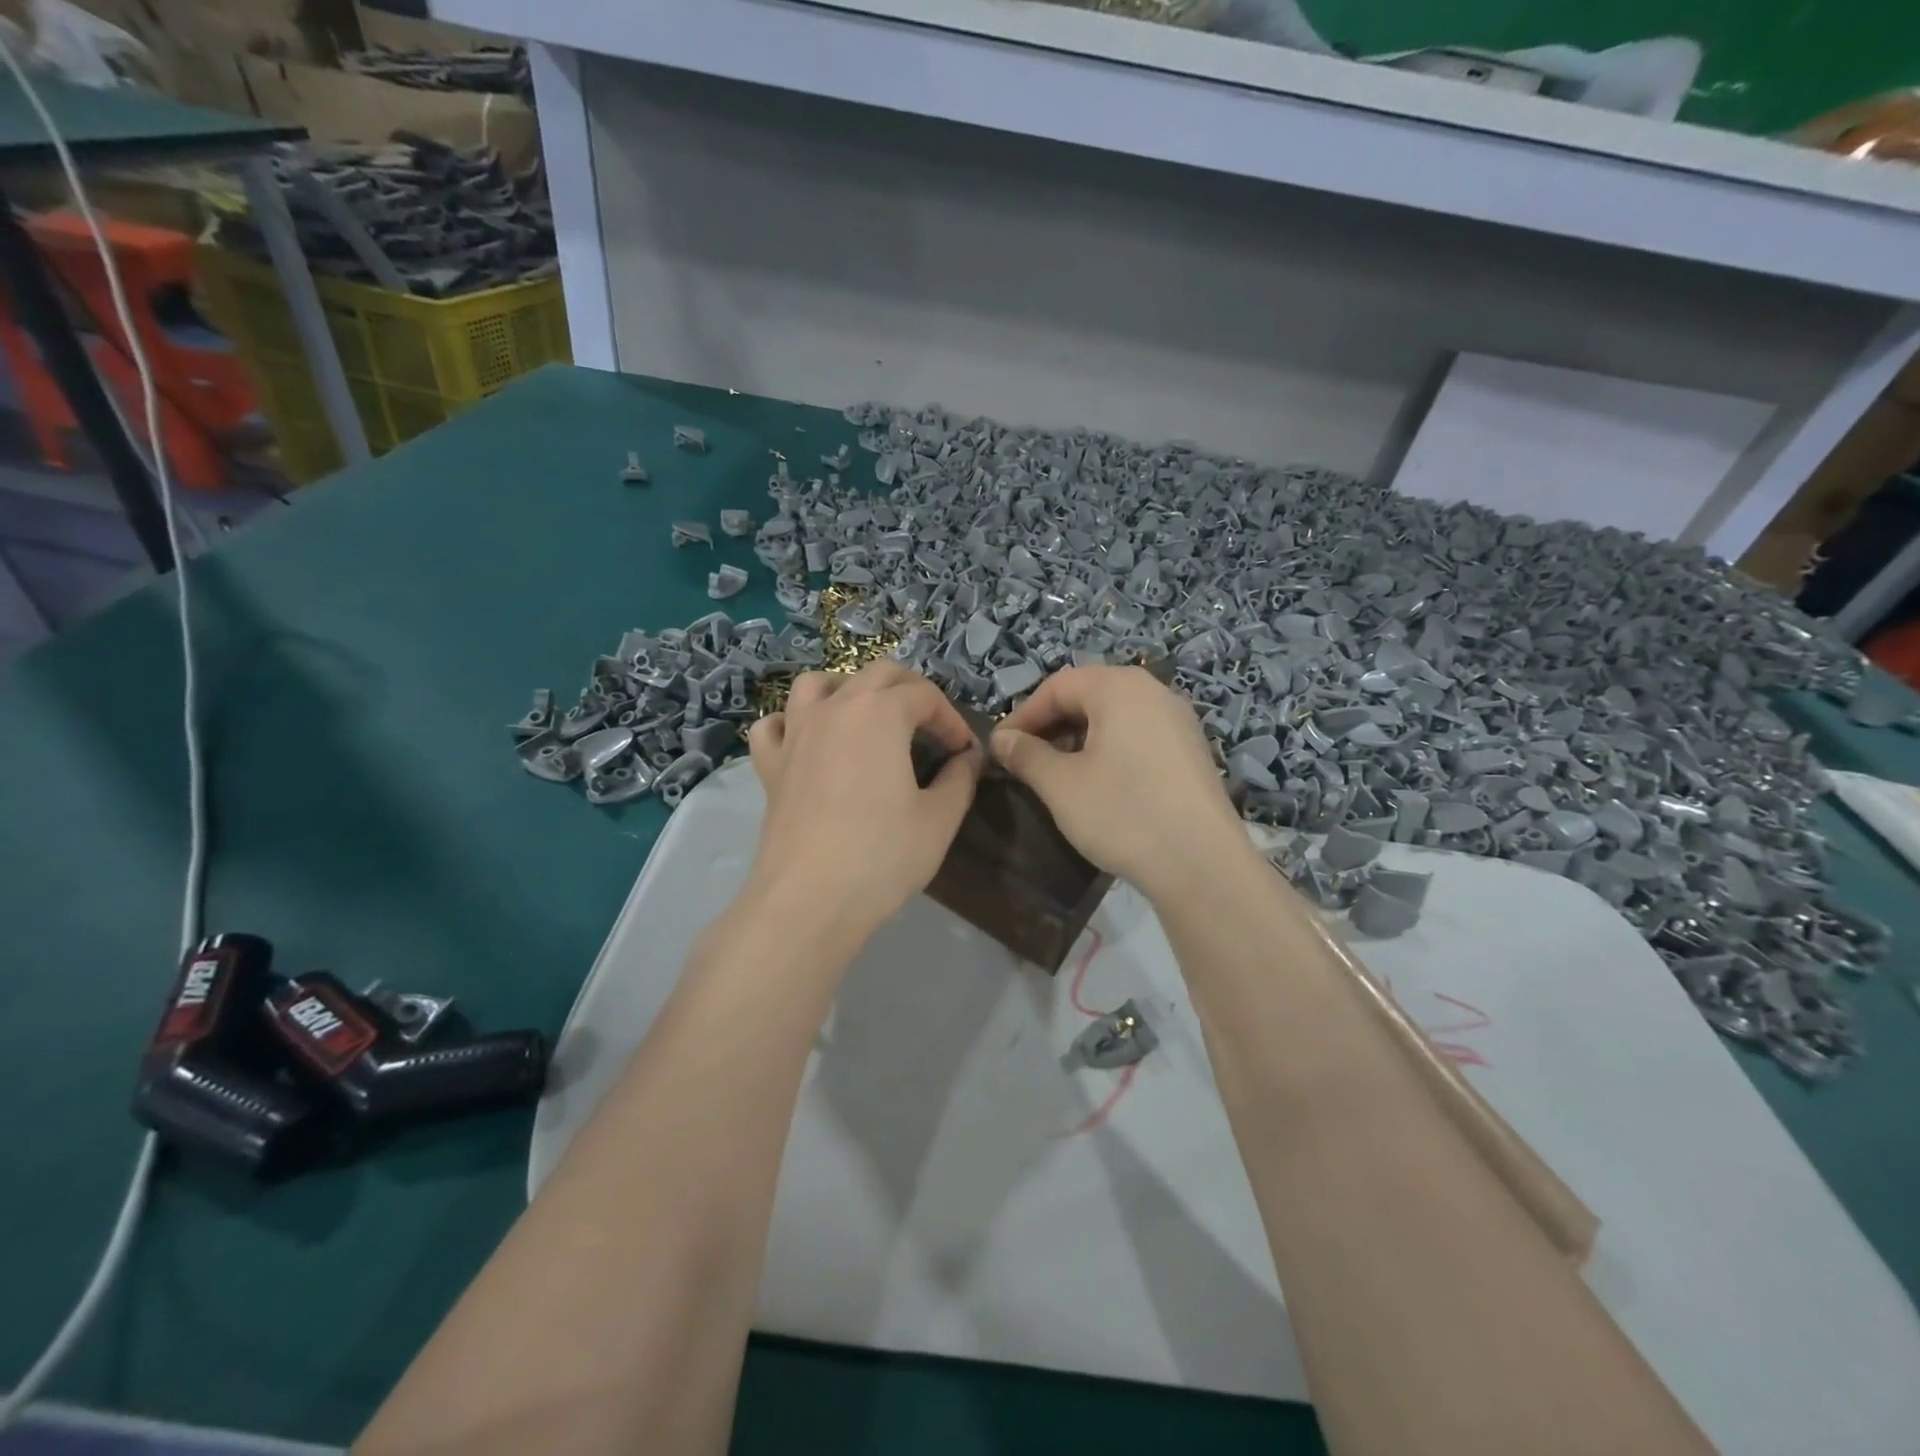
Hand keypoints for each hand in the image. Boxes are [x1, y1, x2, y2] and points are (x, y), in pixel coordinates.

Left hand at [745, 660, 982, 939]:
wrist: (809, 900)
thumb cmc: (882, 855)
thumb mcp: (940, 818)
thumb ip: (961, 778)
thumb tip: (968, 757)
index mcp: (880, 713)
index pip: (924, 695)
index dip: (951, 719)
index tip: (964, 751)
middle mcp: (834, 708)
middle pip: (876, 674)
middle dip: (910, 690)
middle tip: (930, 725)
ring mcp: (795, 733)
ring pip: (818, 684)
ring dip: (848, 689)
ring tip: (867, 717)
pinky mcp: (770, 765)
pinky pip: (775, 725)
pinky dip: (793, 722)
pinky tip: (809, 742)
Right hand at [992, 665, 1248, 901]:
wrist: (1202, 864)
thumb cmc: (1123, 814)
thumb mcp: (1061, 785)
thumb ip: (1026, 755)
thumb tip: (1001, 739)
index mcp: (1119, 688)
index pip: (1057, 686)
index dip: (1023, 715)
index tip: (1000, 748)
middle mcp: (1153, 691)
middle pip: (1088, 694)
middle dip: (1051, 724)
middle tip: (1025, 758)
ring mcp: (1178, 719)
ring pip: (1114, 715)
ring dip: (1079, 736)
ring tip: (1057, 772)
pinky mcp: (1191, 749)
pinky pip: (1138, 733)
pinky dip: (1109, 747)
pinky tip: (1099, 781)